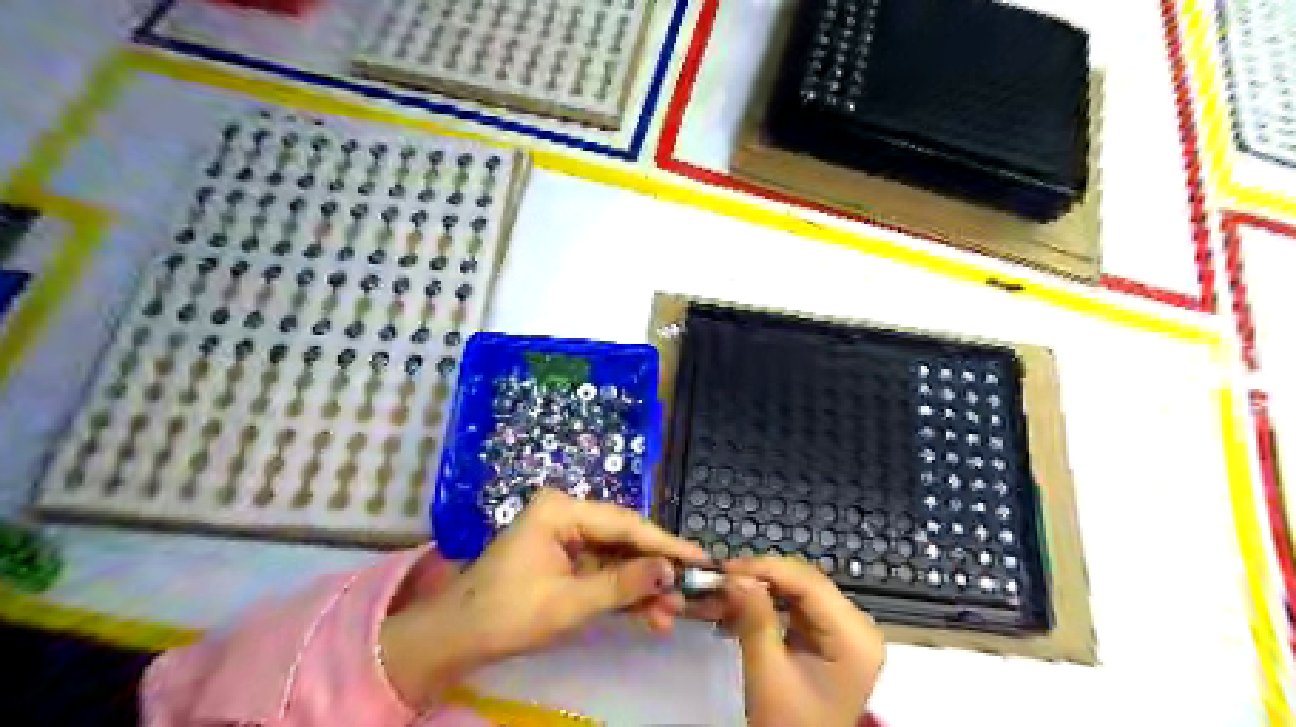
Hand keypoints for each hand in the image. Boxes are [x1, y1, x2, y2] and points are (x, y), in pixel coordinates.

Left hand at [381, 488, 712, 710]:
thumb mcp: (568, 603)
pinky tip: (648, 614)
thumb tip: (669, 571)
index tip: (700, 560)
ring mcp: (566, 536)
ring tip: (670, 614)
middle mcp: (567, 514)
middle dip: (655, 570)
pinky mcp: (566, 559)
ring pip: (618, 558)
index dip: (665, 544)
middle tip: (688, 594)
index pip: (625, 523)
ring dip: (642, 586)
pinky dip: (624, 593)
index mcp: (561, 510)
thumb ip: (621, 585)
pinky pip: (604, 571)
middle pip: (624, 539)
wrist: (456, 639)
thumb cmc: (505, 614)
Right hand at [713, 557, 886, 726]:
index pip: (810, 583)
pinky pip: (795, 607)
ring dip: (761, 589)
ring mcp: (844, 631)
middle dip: (761, 577)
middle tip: (723, 578)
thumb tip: (736, 576)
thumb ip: (754, 618)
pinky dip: (767, 605)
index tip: (728, 568)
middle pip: (805, 583)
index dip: (767, 568)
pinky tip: (741, 607)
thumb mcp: (769, 673)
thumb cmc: (790, 726)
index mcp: (855, 637)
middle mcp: (857, 627)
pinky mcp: (828, 637)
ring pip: (797, 591)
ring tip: (727, 592)